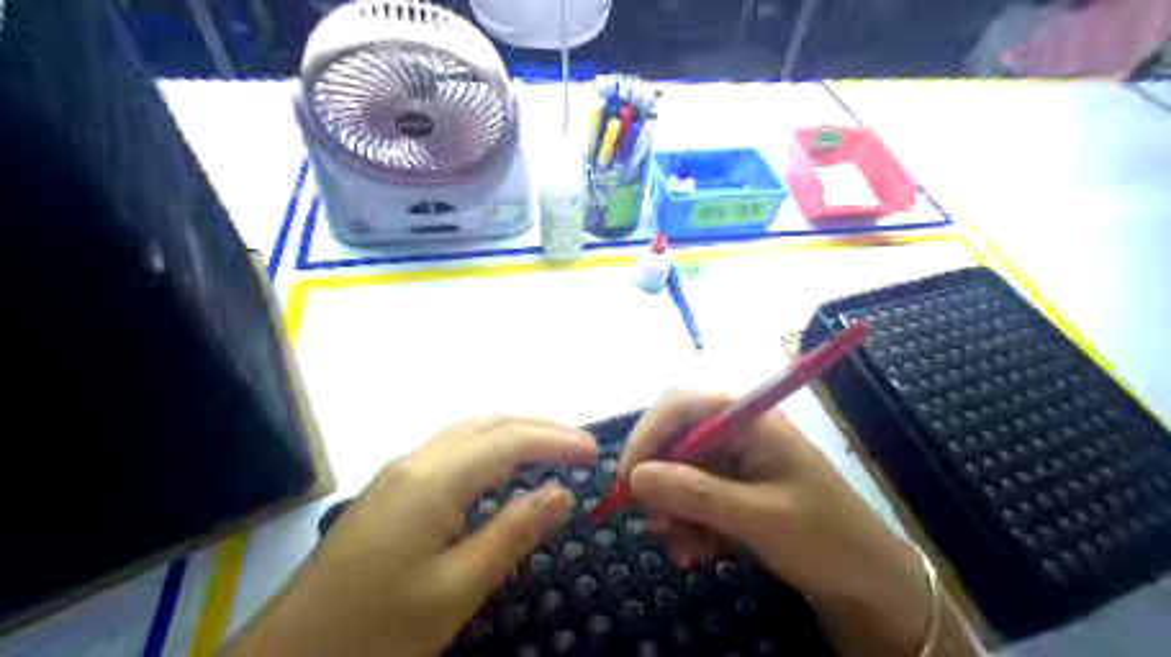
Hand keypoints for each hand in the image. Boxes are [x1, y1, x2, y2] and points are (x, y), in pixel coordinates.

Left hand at [225, 418, 598, 654]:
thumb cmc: (377, 629)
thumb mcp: (456, 589)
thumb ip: (512, 533)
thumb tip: (561, 492)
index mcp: (434, 480)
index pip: (509, 441)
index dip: (556, 441)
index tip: (593, 452)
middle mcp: (416, 461)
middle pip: (489, 424)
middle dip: (540, 428)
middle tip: (581, 445)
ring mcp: (398, 472)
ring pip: (468, 433)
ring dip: (514, 433)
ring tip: (551, 448)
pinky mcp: (390, 490)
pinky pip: (452, 450)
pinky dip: (489, 447)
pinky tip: (500, 467)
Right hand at [615, 391, 954, 656]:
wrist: (870, 584)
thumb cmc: (825, 539)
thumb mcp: (757, 518)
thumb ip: (694, 494)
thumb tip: (634, 478)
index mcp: (749, 420)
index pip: (680, 404)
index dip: (646, 435)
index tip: (626, 480)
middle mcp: (737, 433)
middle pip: (674, 441)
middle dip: (659, 486)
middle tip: (654, 528)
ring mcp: (735, 462)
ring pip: (679, 475)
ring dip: (673, 514)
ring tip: (685, 554)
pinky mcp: (734, 490)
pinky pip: (693, 499)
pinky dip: (688, 526)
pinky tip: (700, 554)